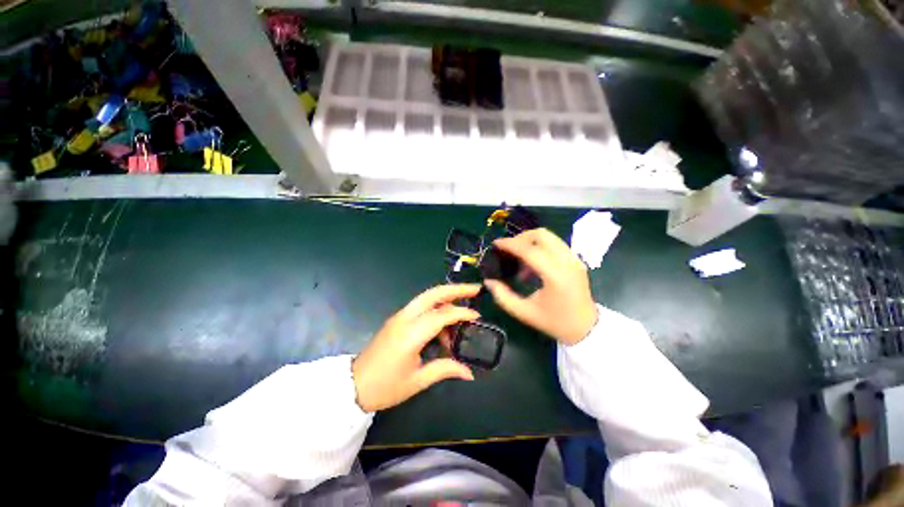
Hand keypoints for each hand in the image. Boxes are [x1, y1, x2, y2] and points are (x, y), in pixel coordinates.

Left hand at [352, 284, 480, 411]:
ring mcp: (399, 316)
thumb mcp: (417, 381)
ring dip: (447, 297)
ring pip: (427, 297)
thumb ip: (445, 369)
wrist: (352, 386)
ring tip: (462, 311)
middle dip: (456, 289)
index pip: (441, 315)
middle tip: (475, 289)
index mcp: (410, 334)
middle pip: (433, 294)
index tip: (477, 316)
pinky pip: (421, 306)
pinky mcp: (397, 319)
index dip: (462, 313)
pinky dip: (436, 308)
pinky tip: (443, 326)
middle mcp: (405, 318)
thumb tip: (469, 373)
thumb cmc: (385, 387)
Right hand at [484, 228, 597, 345]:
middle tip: (508, 250)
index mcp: (555, 276)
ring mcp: (574, 259)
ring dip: (530, 242)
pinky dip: (540, 247)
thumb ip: (503, 297)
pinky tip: (532, 264)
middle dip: (521, 238)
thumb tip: (488, 281)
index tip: (496, 244)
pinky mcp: (576, 260)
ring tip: (519, 259)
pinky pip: (555, 244)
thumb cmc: (555, 322)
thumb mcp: (524, 313)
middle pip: (542, 235)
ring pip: (549, 236)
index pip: (530, 250)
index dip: (510, 244)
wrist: (586, 328)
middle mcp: (567, 262)